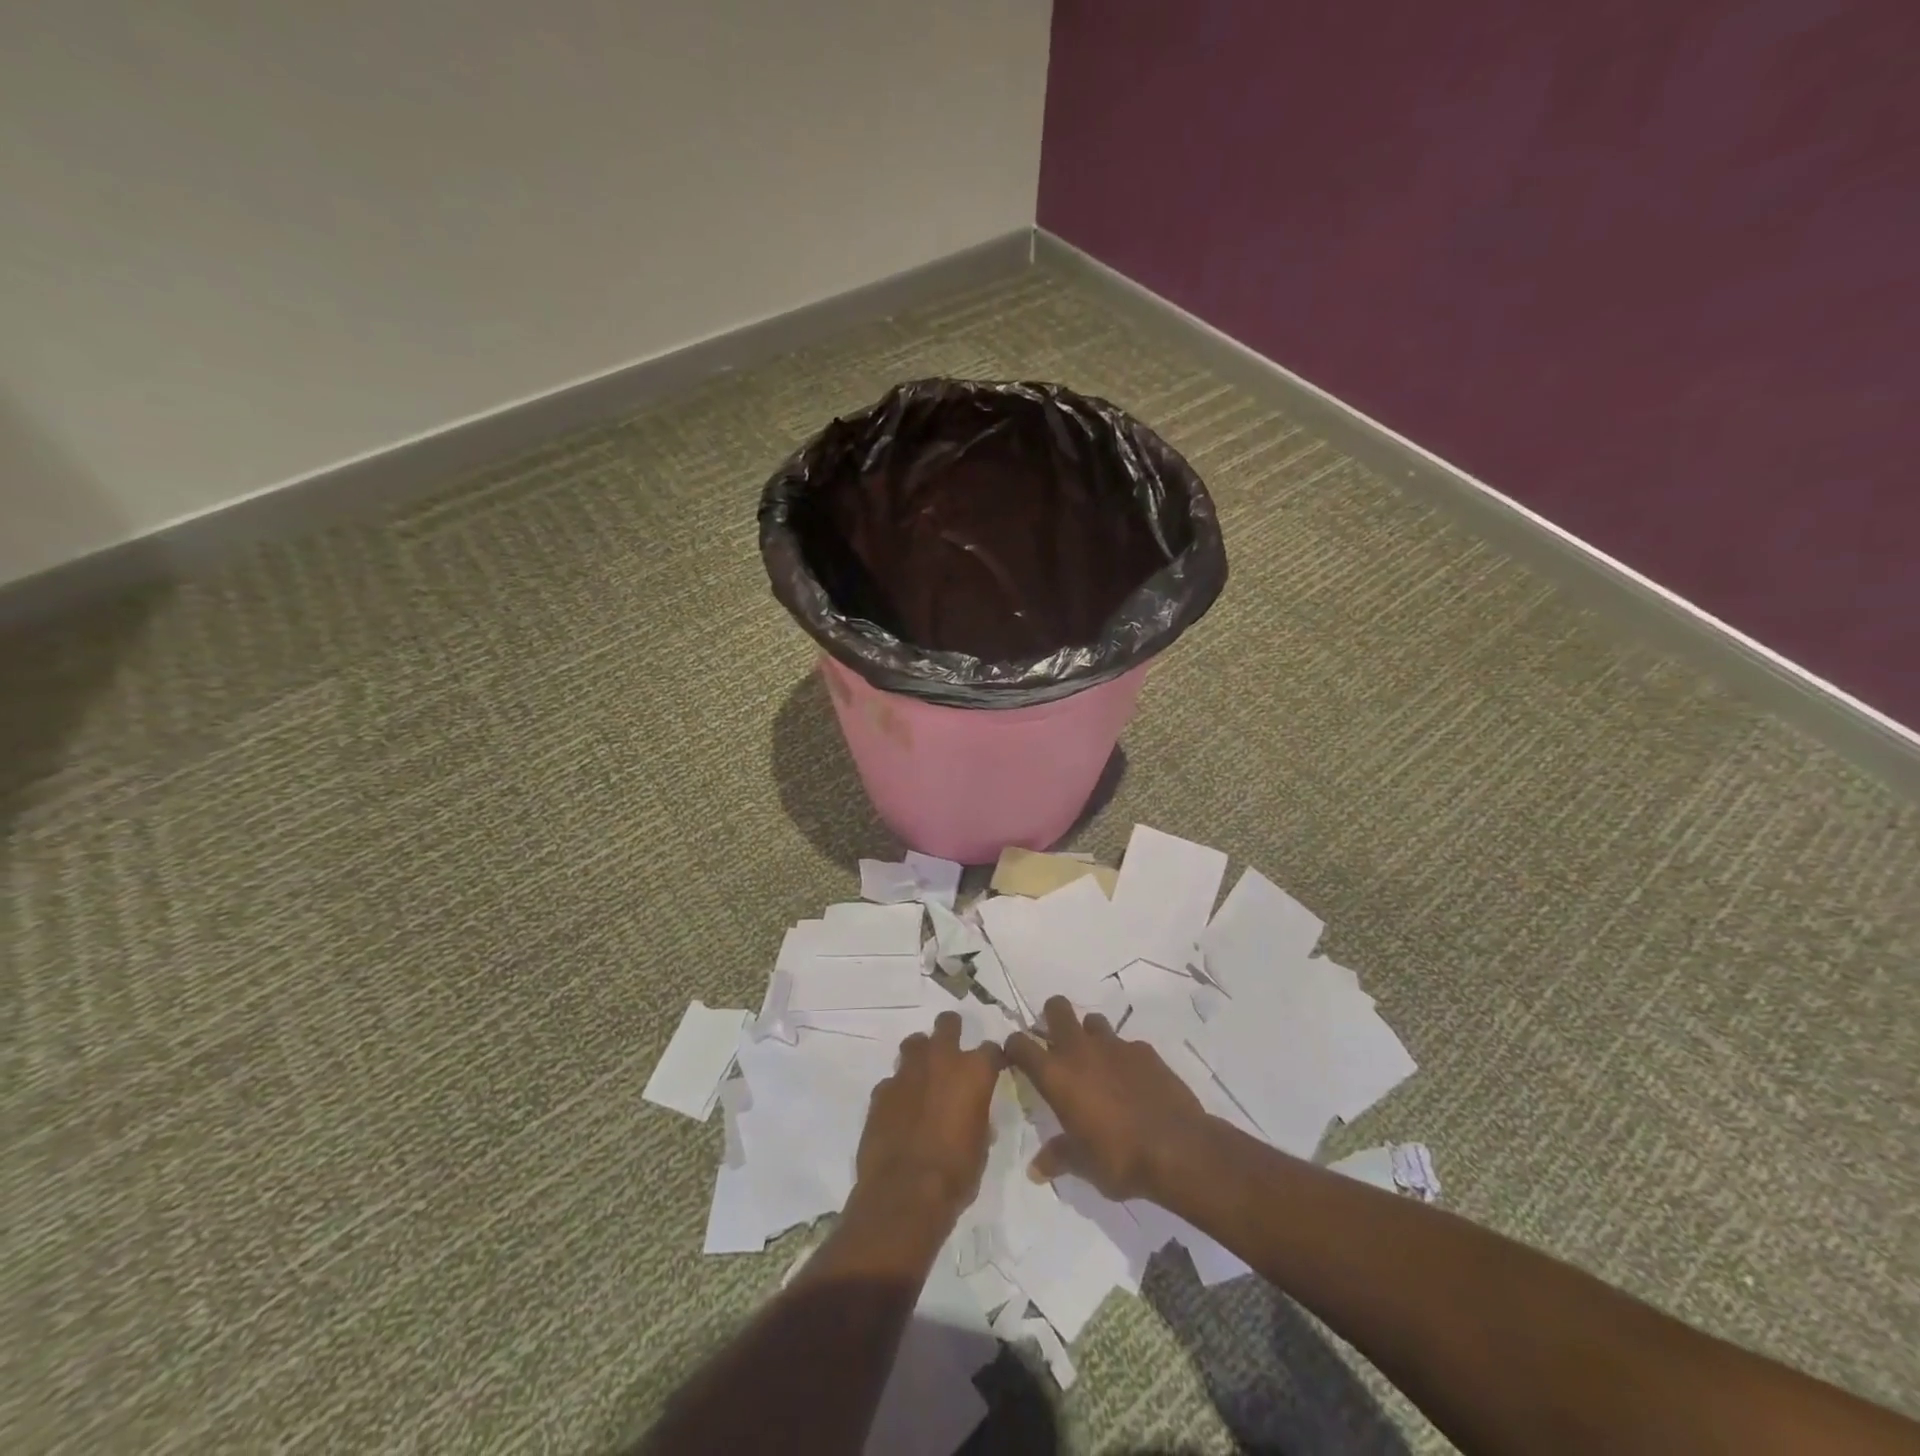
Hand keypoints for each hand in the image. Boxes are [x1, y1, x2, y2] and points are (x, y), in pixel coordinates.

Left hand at [854, 1011, 1002, 1222]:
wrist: (904, 1193)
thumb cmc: (955, 1173)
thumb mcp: (981, 1147)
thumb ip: (978, 1118)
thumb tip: (973, 1114)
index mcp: (973, 1072)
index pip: (991, 1049)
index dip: (992, 1059)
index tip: (992, 1067)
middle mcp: (941, 1060)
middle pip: (947, 1024)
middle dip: (952, 1030)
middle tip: (953, 1050)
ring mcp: (907, 1072)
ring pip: (915, 1043)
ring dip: (921, 1053)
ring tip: (924, 1073)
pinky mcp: (881, 1089)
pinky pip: (893, 1079)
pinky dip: (899, 1088)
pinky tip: (900, 1107)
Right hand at [1003, 996, 1212, 1201]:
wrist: (1178, 1149)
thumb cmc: (1119, 1158)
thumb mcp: (1082, 1164)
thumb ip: (1058, 1157)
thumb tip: (1036, 1169)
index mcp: (1056, 1075)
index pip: (1020, 1044)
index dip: (1014, 1047)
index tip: (1016, 1058)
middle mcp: (1080, 1050)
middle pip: (1056, 1008)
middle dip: (1051, 1017)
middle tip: (1056, 1044)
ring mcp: (1114, 1045)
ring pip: (1093, 1020)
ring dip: (1089, 1035)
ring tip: (1097, 1063)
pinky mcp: (1144, 1050)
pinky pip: (1126, 1044)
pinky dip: (1124, 1057)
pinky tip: (1132, 1081)